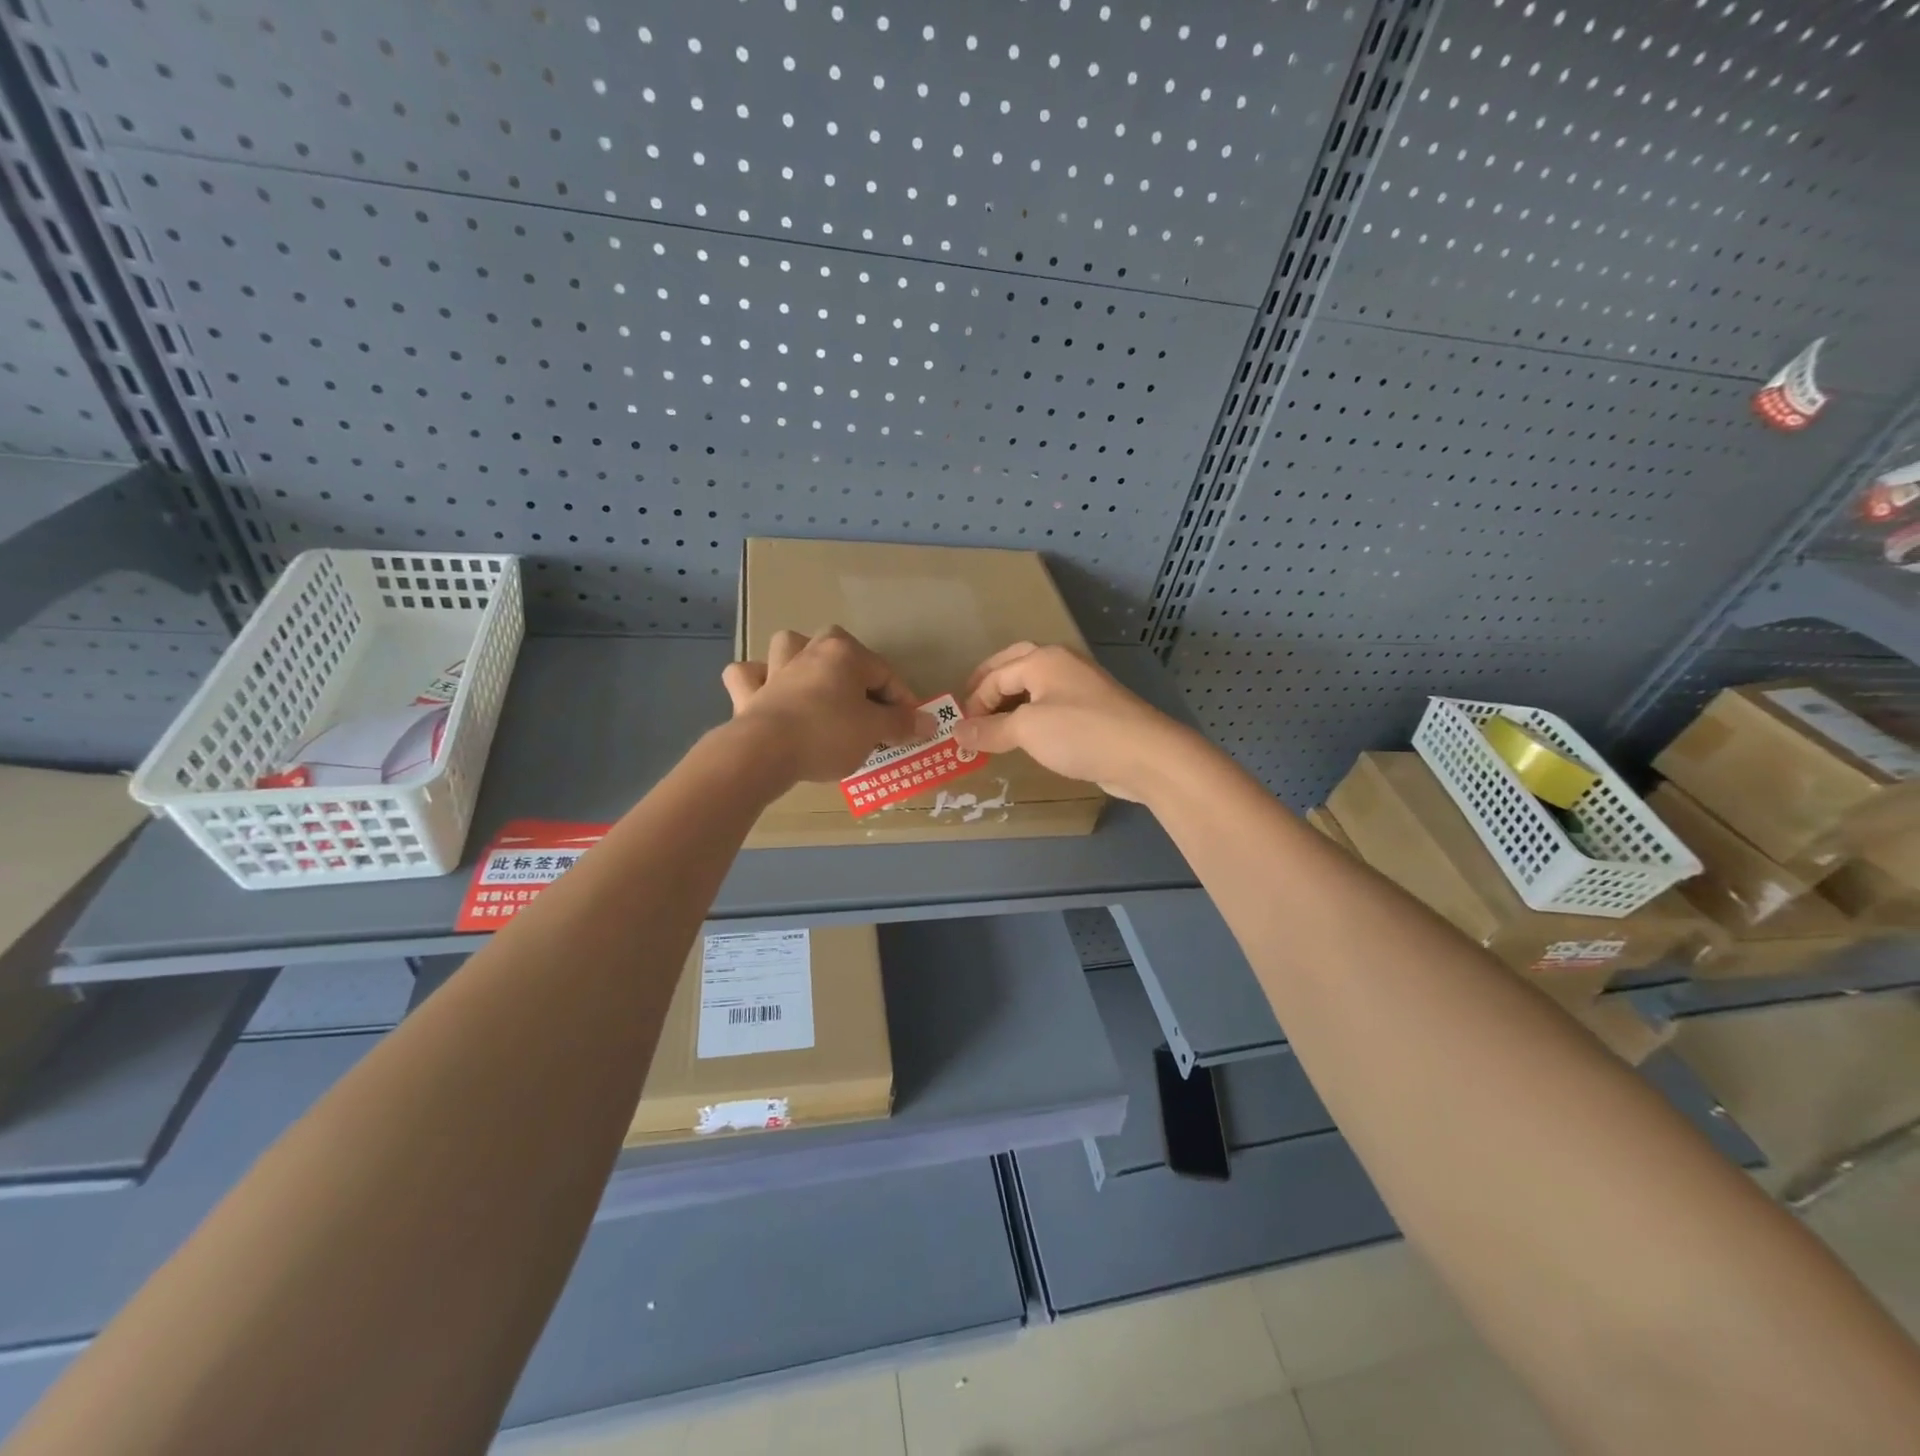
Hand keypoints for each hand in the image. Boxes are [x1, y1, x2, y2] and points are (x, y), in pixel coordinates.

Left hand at [721, 627, 930, 783]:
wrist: (764, 752)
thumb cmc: (829, 734)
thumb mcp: (874, 731)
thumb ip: (903, 723)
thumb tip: (930, 721)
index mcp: (844, 653)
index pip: (885, 674)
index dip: (903, 702)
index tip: (911, 727)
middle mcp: (809, 650)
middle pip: (840, 652)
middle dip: (856, 675)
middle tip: (869, 708)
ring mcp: (774, 669)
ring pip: (790, 649)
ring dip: (802, 660)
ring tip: (816, 684)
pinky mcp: (748, 693)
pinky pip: (749, 676)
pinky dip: (758, 681)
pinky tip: (766, 694)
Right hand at [950, 643, 1194, 802]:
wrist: (1145, 755)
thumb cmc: (1079, 733)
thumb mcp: (1027, 730)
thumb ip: (990, 730)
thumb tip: (957, 731)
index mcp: (1043, 659)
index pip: (996, 675)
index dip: (974, 702)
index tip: (961, 731)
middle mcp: (1062, 664)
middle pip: (1015, 667)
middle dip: (990, 686)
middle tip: (970, 709)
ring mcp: (1082, 686)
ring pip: (1036, 687)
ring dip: (1011, 703)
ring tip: (994, 725)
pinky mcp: (1095, 711)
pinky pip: (1052, 707)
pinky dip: (1033, 717)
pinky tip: (1028, 737)